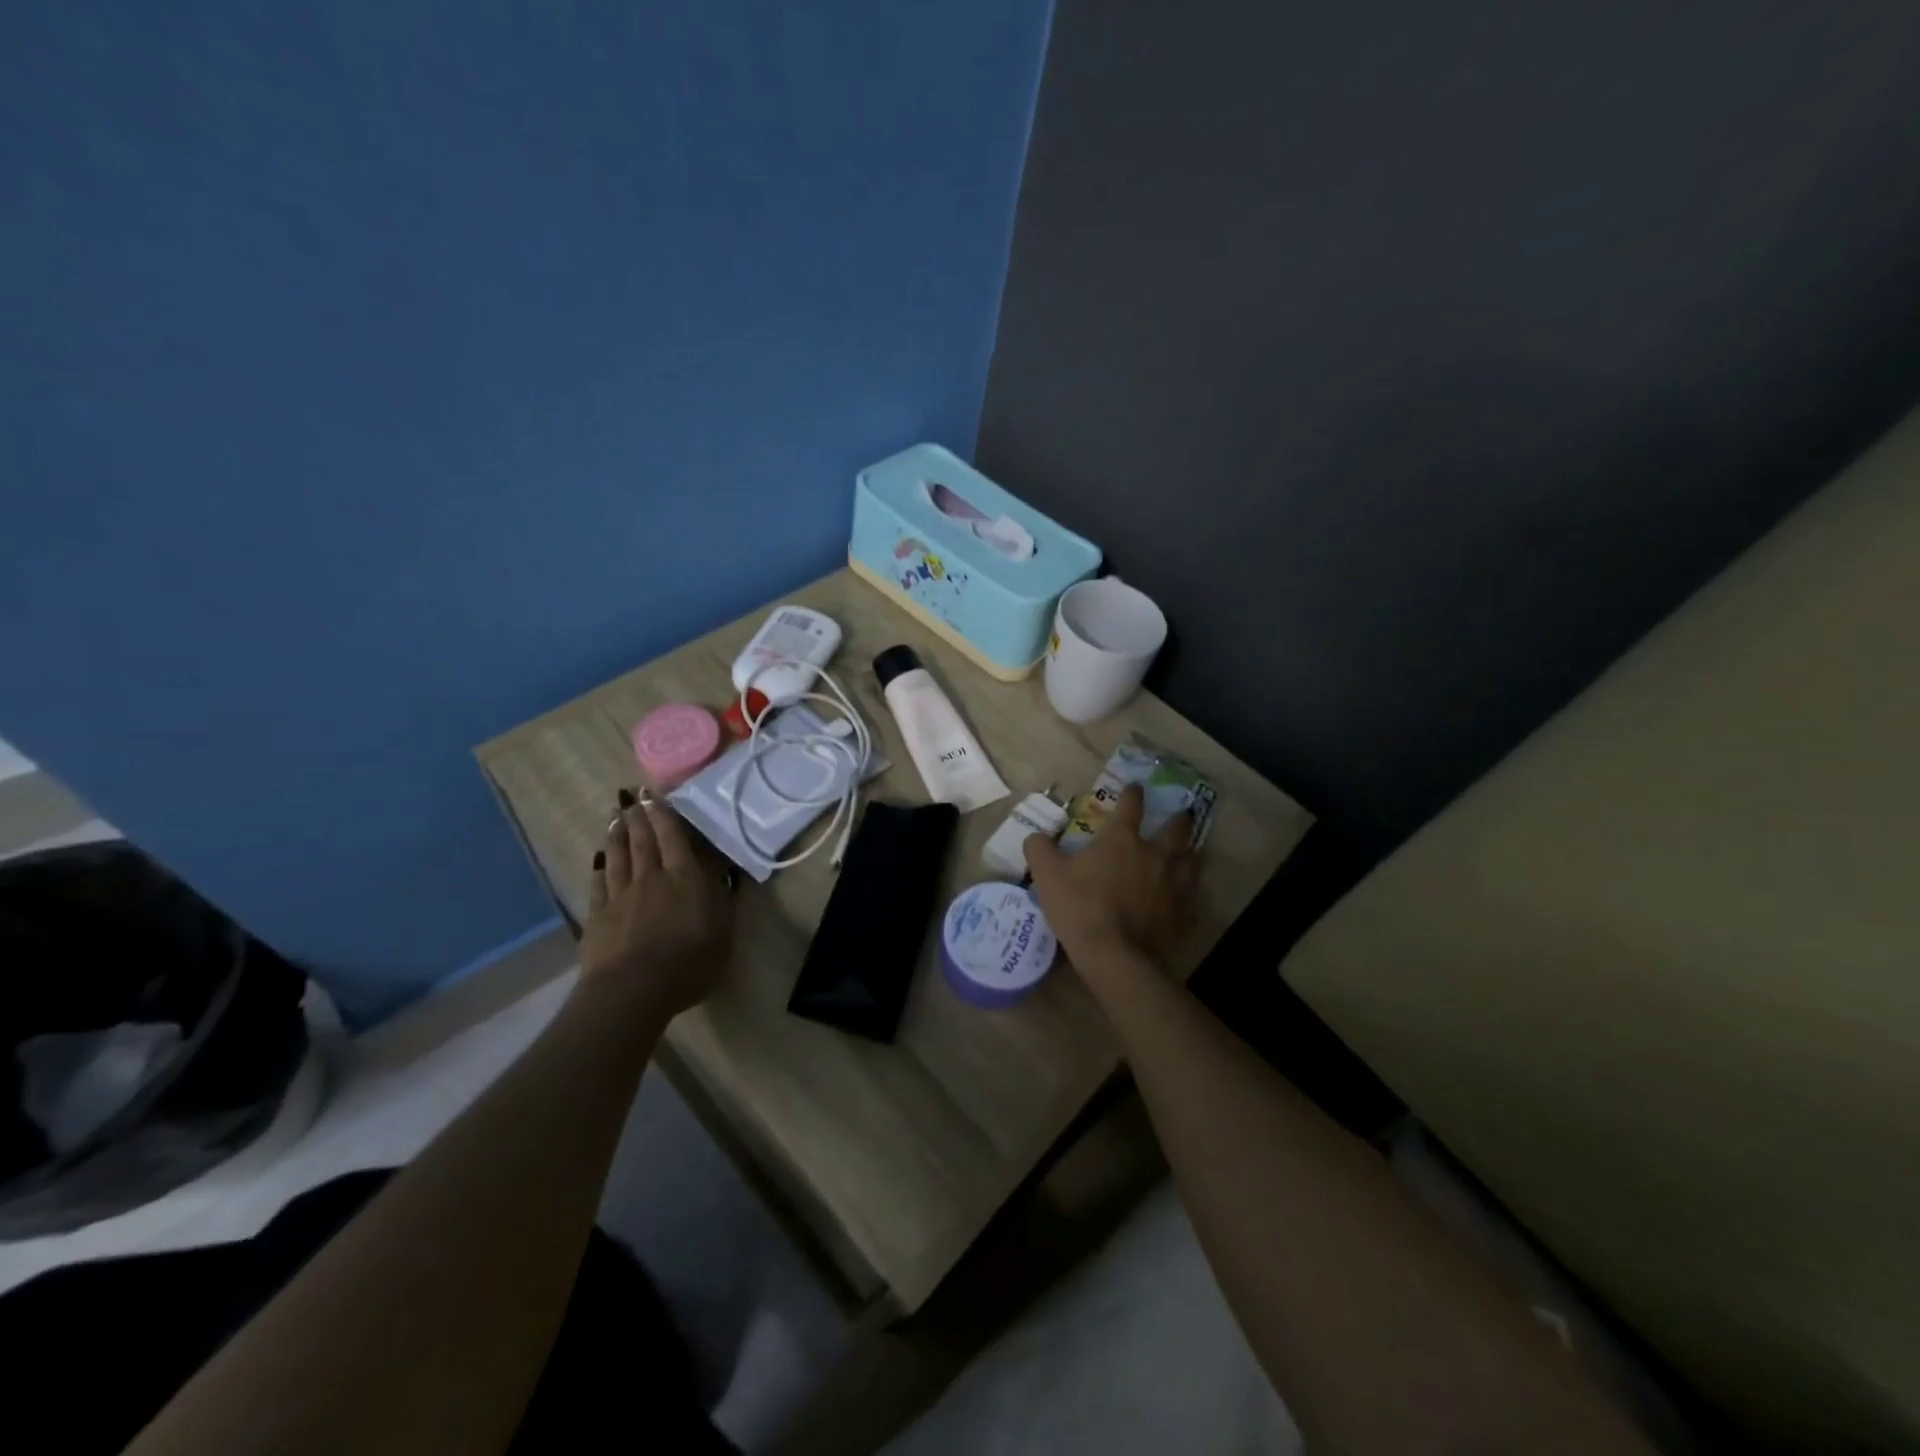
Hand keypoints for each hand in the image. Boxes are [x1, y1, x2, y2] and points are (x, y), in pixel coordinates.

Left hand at [579, 792, 733, 1017]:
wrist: (633, 990)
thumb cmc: (689, 962)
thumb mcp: (723, 930)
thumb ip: (721, 897)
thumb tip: (722, 871)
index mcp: (684, 877)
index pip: (673, 837)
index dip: (663, 814)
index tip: (653, 793)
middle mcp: (651, 877)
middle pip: (642, 841)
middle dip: (637, 816)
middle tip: (630, 796)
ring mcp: (620, 896)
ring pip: (618, 856)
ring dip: (616, 834)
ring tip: (615, 817)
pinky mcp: (598, 916)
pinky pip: (599, 884)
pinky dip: (600, 867)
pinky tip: (599, 858)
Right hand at [1023, 783, 1199, 976]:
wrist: (1115, 957)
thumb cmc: (1080, 908)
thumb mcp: (1048, 875)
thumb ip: (1040, 849)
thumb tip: (1035, 836)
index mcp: (1123, 840)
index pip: (1131, 805)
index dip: (1132, 793)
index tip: (1134, 787)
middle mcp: (1155, 855)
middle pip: (1176, 829)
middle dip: (1178, 819)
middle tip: (1181, 816)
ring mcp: (1174, 885)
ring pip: (1192, 861)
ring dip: (1189, 854)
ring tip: (1187, 855)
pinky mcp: (1183, 915)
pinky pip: (1192, 900)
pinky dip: (1190, 895)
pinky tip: (1186, 900)